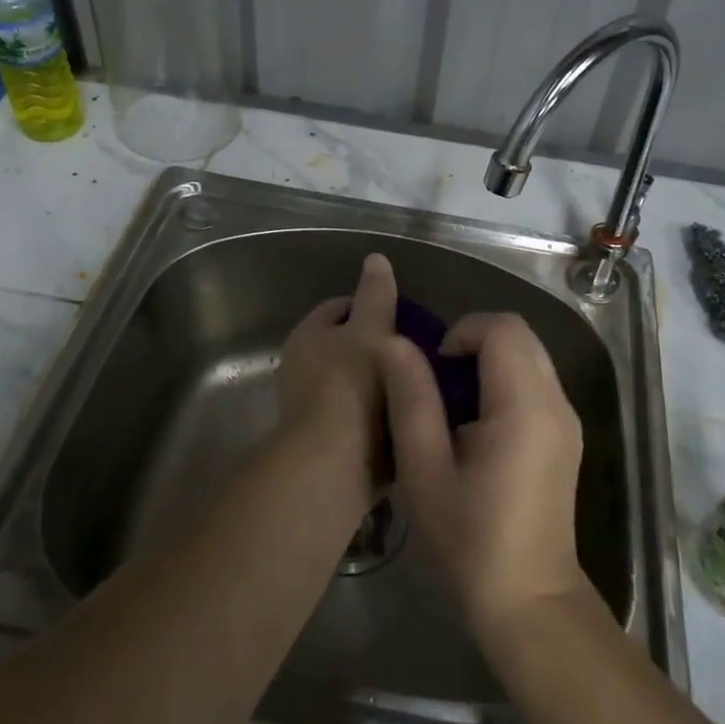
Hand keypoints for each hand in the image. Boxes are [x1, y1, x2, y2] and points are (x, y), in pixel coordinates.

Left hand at [274, 253, 398, 508]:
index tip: (407, 315)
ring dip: (384, 383)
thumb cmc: (352, 385)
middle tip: (420, 352)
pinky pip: (361, 416)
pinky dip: (381, 415)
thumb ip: (376, 295)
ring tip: (422, 384)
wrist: (334, 465)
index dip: (373, 304)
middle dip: (382, 347)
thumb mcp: (371, 330)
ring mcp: (312, 407)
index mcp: (307, 335)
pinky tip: (410, 417)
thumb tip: (375, 258)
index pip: (340, 306)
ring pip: (356, 382)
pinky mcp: (328, 441)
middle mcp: (302, 368)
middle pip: (348, 346)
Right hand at [380, 313, 588, 636]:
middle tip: (439, 385)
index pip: (503, 328)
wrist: (529, 600)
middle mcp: (556, 402)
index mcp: (525, 405)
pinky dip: (504, 383)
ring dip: (488, 363)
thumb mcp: (424, 469)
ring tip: (453, 407)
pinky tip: (477, 427)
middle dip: (474, 343)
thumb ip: (411, 399)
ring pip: (529, 356)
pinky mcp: (566, 436)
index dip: (462, 332)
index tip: (434, 370)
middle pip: (520, 335)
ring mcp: (567, 419)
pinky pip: (535, 382)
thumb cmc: (470, 539)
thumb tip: (396, 344)